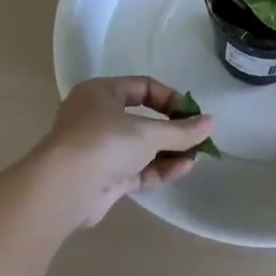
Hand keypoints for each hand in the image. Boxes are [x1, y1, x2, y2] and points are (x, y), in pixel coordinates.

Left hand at [38, 77, 214, 227]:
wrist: (64, 189)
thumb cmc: (104, 143)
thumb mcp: (148, 132)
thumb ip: (182, 130)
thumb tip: (211, 123)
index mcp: (101, 93)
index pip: (143, 87)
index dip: (171, 98)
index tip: (193, 114)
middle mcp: (97, 117)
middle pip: (143, 119)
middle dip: (173, 129)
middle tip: (198, 137)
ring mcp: (99, 149)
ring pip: (141, 147)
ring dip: (169, 151)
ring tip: (196, 156)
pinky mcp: (104, 177)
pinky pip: (137, 168)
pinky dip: (159, 168)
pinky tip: (183, 169)